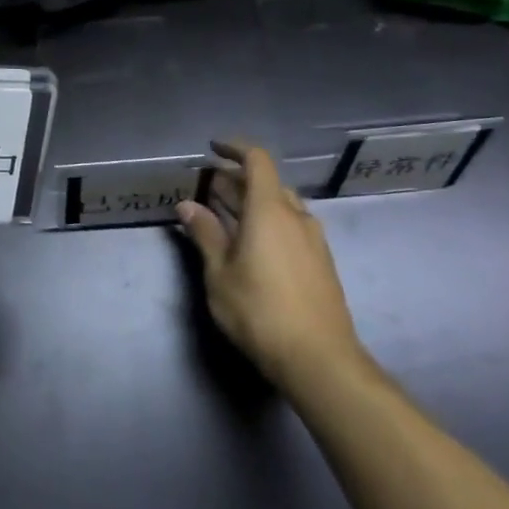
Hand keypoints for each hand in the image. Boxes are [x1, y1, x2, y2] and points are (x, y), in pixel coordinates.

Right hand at [177, 141, 364, 390]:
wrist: (319, 359)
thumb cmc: (260, 311)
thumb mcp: (219, 273)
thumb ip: (205, 234)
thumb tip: (187, 205)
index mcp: (270, 210)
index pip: (257, 160)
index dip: (234, 148)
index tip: (212, 149)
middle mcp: (296, 216)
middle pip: (267, 183)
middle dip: (236, 180)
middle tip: (207, 187)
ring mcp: (313, 240)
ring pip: (280, 206)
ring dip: (252, 202)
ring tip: (225, 214)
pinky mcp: (320, 262)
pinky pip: (290, 226)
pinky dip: (267, 222)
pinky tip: (251, 243)